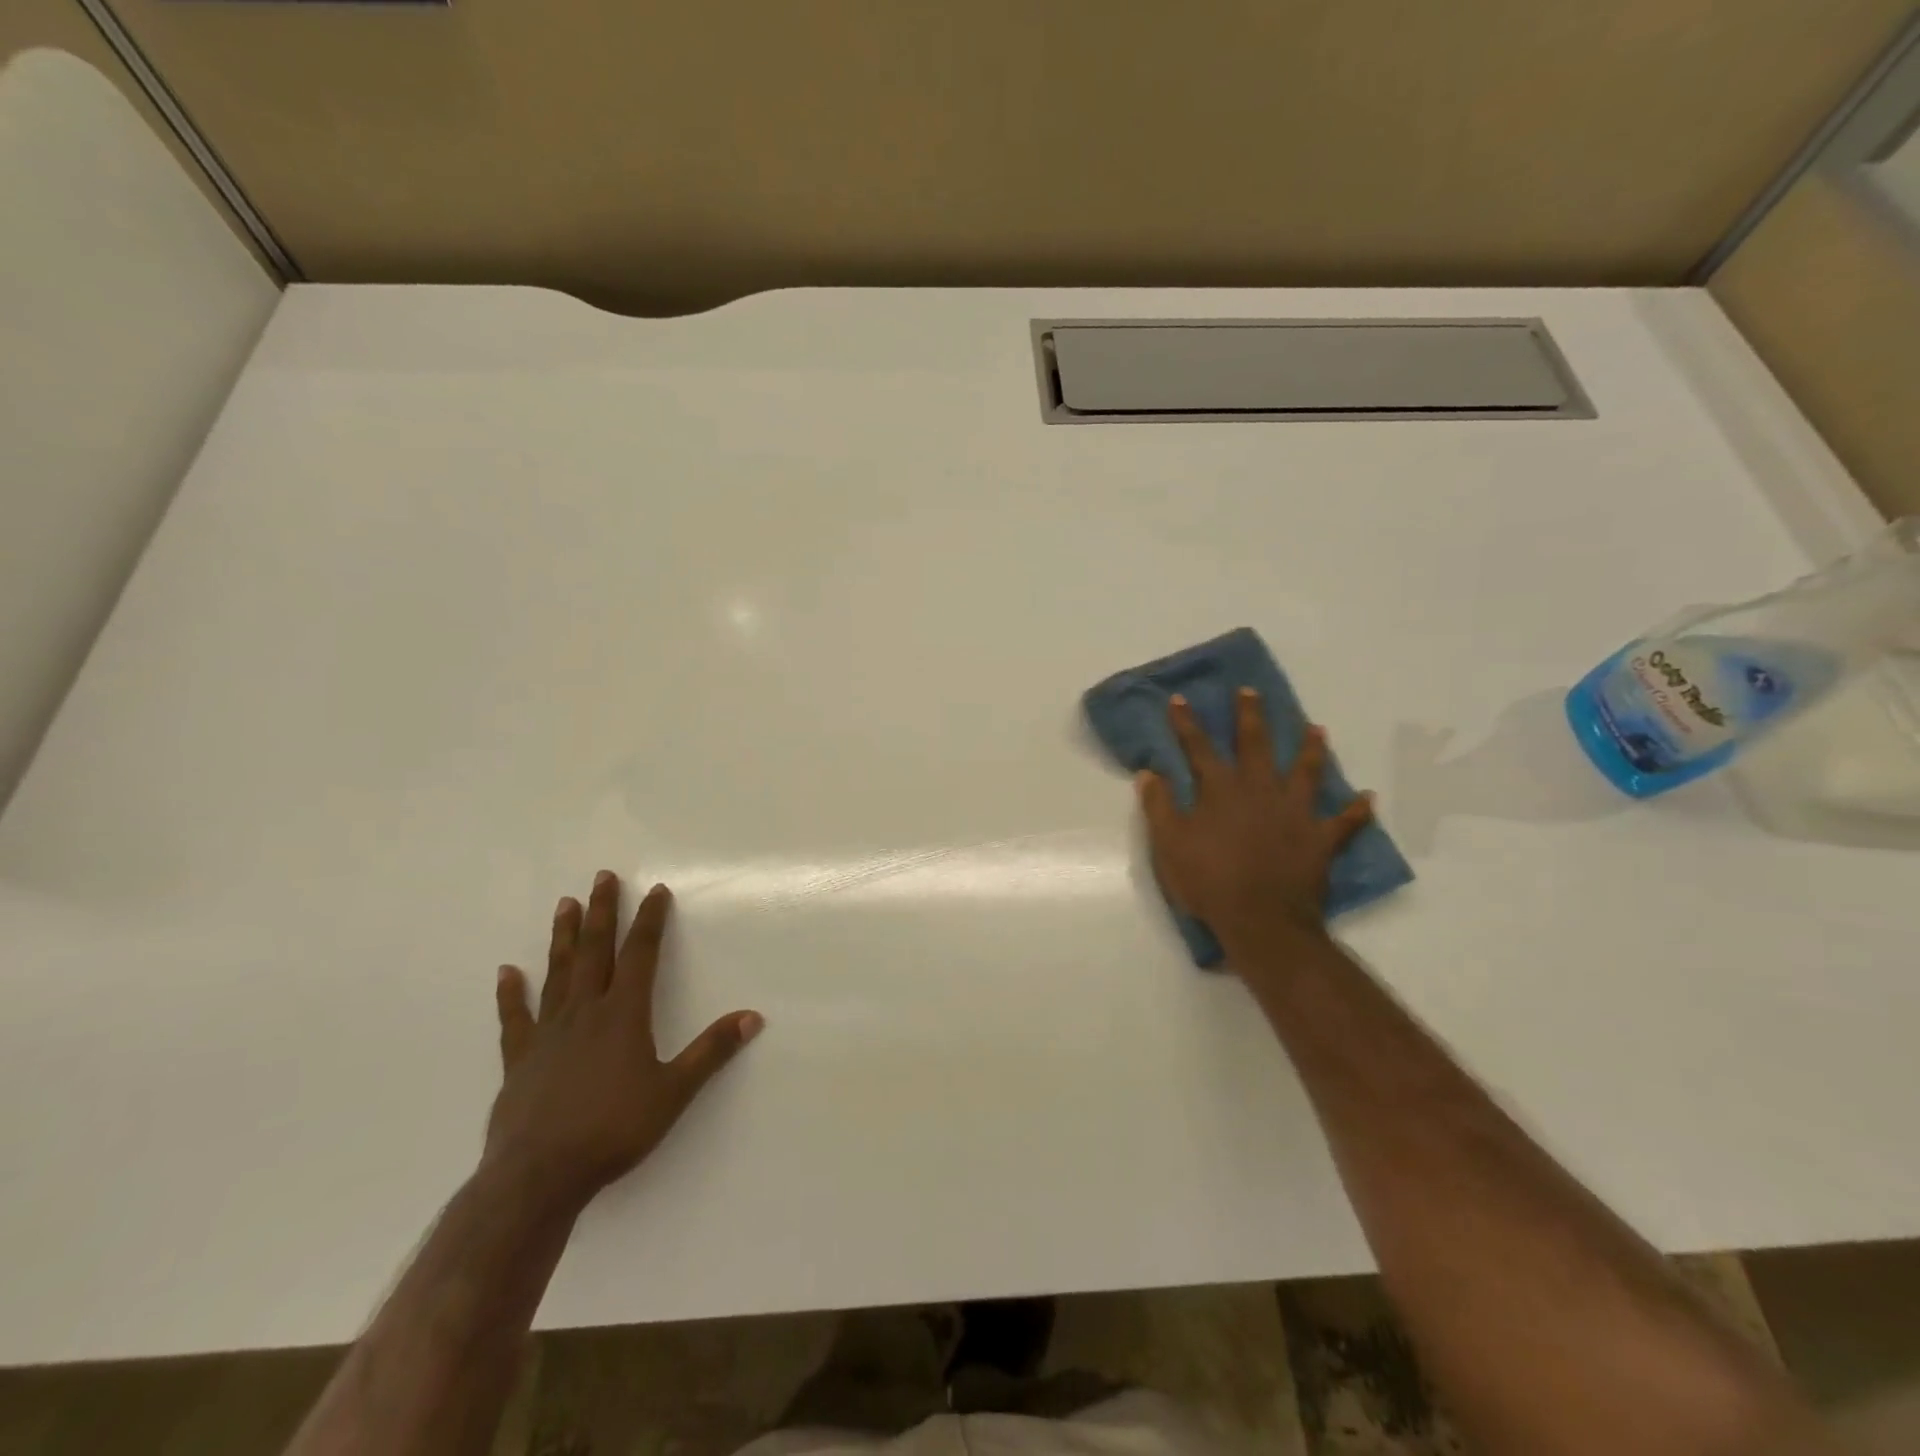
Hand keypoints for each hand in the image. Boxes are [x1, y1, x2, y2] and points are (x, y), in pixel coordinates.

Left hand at [486, 871, 762, 1215]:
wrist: (538, 1176)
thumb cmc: (613, 1130)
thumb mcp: (674, 1092)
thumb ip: (712, 1051)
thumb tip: (753, 1016)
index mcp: (623, 1015)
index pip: (640, 955)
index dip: (650, 921)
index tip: (655, 891)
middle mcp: (585, 1012)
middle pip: (595, 951)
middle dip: (602, 912)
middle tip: (602, 877)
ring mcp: (548, 1034)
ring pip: (558, 973)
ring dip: (563, 937)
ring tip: (565, 904)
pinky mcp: (520, 1059)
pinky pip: (516, 1018)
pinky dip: (511, 994)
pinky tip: (506, 972)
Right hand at [1137, 689, 1374, 964]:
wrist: (1260, 920)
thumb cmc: (1208, 880)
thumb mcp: (1168, 844)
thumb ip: (1158, 806)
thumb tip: (1149, 772)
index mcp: (1220, 790)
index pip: (1198, 748)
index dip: (1187, 723)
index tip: (1180, 699)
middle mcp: (1259, 791)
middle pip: (1255, 745)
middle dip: (1251, 717)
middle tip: (1251, 692)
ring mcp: (1294, 813)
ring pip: (1306, 772)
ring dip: (1311, 748)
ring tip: (1317, 728)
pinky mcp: (1320, 839)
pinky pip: (1345, 822)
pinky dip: (1357, 811)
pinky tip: (1368, 798)